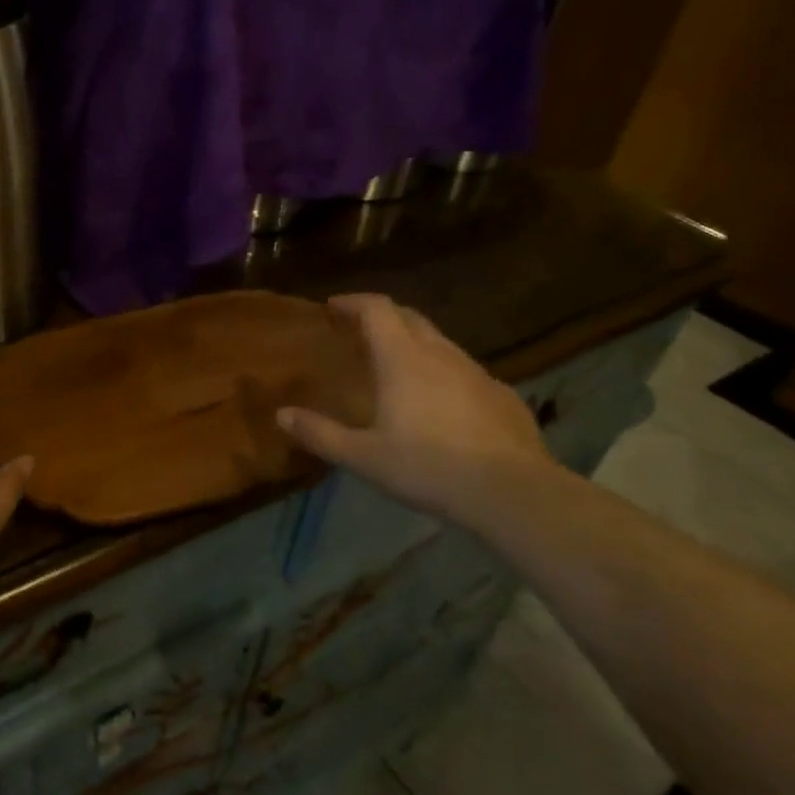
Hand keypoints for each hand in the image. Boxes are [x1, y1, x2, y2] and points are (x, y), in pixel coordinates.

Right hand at [277, 294, 554, 525]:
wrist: (513, 493)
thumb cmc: (428, 467)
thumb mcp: (363, 456)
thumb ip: (320, 433)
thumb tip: (281, 415)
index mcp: (403, 359)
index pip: (377, 309)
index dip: (353, 302)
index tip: (334, 306)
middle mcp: (441, 354)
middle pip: (410, 317)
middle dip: (383, 316)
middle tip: (361, 330)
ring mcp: (477, 373)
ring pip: (440, 343)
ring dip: (414, 343)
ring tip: (397, 366)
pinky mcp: (503, 396)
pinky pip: (465, 372)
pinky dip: (444, 374)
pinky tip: (442, 404)